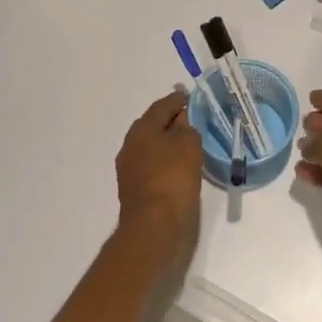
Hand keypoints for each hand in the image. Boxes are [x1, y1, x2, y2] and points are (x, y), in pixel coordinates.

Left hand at [115, 90, 202, 232]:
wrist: (154, 225)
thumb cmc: (173, 178)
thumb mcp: (189, 145)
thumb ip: (187, 129)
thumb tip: (181, 124)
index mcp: (141, 130)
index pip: (161, 107)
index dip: (176, 100)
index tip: (188, 96)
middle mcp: (131, 146)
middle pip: (153, 127)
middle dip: (170, 122)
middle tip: (190, 119)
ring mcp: (130, 170)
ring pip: (152, 148)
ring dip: (168, 144)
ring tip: (188, 144)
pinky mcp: (135, 190)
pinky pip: (153, 167)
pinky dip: (166, 162)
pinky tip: (180, 168)